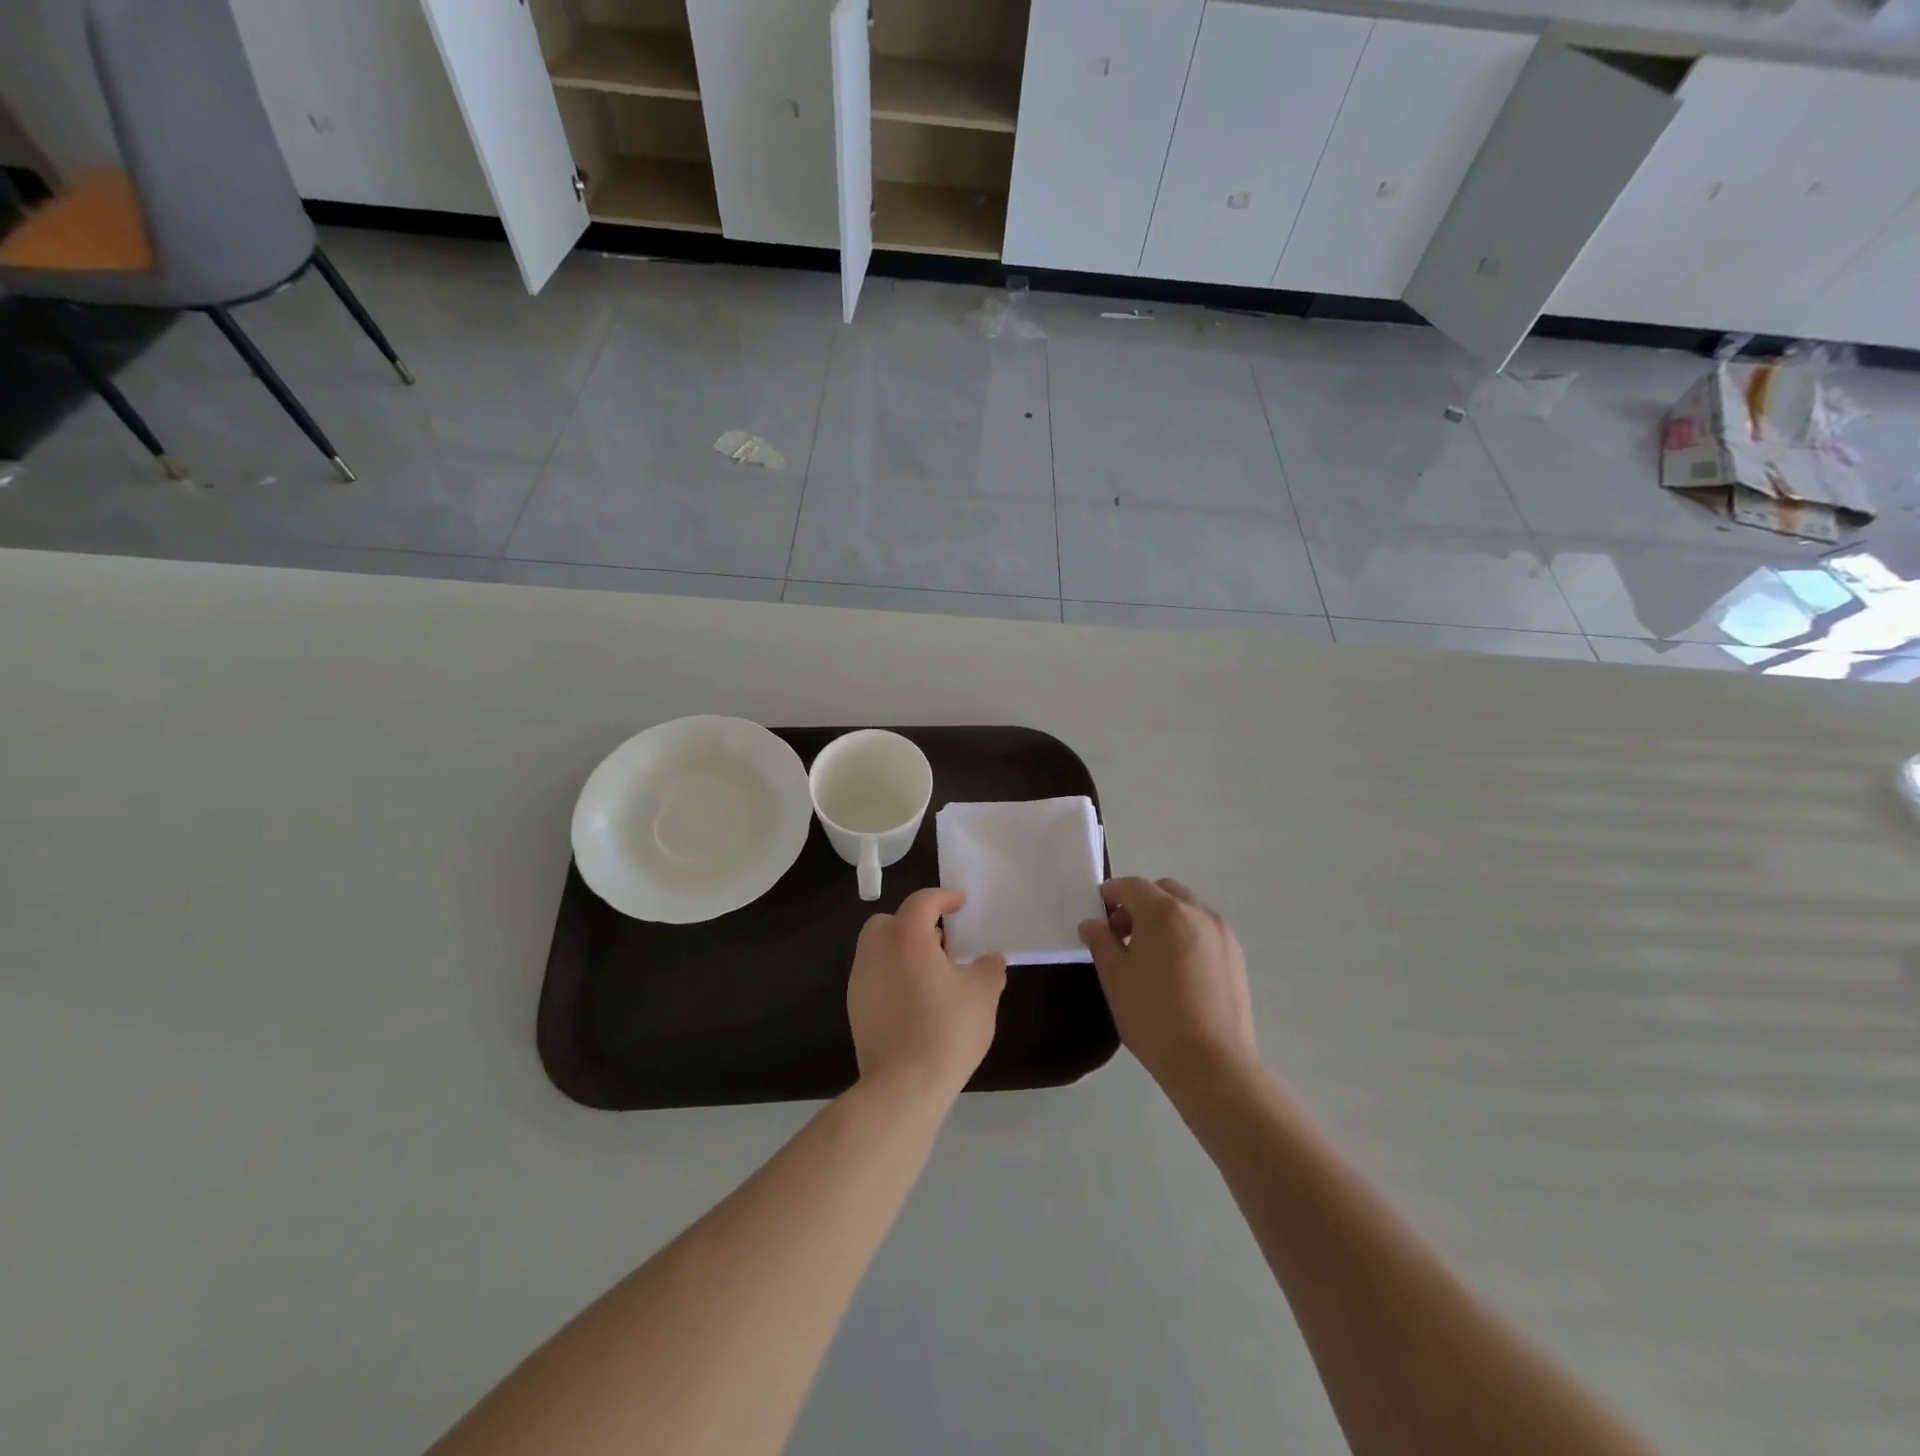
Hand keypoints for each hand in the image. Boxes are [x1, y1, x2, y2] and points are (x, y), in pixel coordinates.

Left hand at [848, 887, 1007, 1104]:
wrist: (903, 1087)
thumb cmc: (946, 1030)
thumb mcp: (982, 995)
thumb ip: (989, 968)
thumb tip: (990, 959)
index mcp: (906, 936)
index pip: (923, 901)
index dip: (945, 897)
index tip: (962, 902)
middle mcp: (876, 949)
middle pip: (892, 921)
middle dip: (916, 923)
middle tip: (943, 941)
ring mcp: (860, 978)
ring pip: (880, 948)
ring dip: (903, 949)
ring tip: (933, 972)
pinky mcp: (855, 1006)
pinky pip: (875, 974)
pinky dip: (893, 973)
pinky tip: (916, 999)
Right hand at [1079, 877, 1257, 1103]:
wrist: (1212, 1064)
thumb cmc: (1154, 1017)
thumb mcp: (1115, 979)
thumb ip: (1101, 943)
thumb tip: (1093, 923)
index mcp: (1163, 912)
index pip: (1130, 886)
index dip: (1109, 895)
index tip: (1098, 917)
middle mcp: (1196, 912)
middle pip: (1161, 891)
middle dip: (1138, 904)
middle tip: (1123, 937)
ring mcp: (1221, 932)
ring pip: (1186, 908)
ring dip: (1164, 918)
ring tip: (1151, 957)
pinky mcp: (1236, 955)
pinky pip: (1204, 929)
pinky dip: (1185, 934)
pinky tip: (1177, 971)